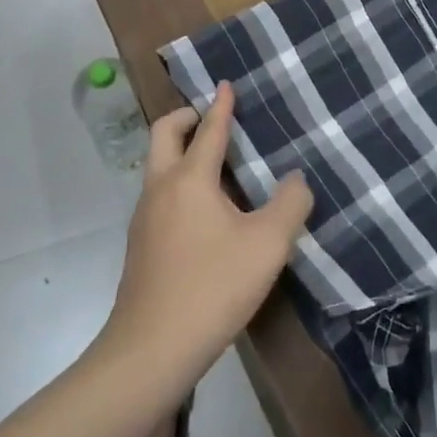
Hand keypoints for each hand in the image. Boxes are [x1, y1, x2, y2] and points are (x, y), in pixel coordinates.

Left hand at [102, 82, 312, 394]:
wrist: (149, 352)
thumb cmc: (212, 287)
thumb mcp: (267, 245)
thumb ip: (290, 204)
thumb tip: (296, 180)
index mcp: (190, 179)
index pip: (208, 129)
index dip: (221, 105)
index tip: (226, 83)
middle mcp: (161, 188)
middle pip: (164, 134)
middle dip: (187, 117)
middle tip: (213, 118)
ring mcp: (144, 218)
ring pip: (158, 165)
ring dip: (181, 150)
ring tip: (215, 163)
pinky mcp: (140, 246)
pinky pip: (159, 194)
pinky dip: (178, 181)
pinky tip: (205, 211)